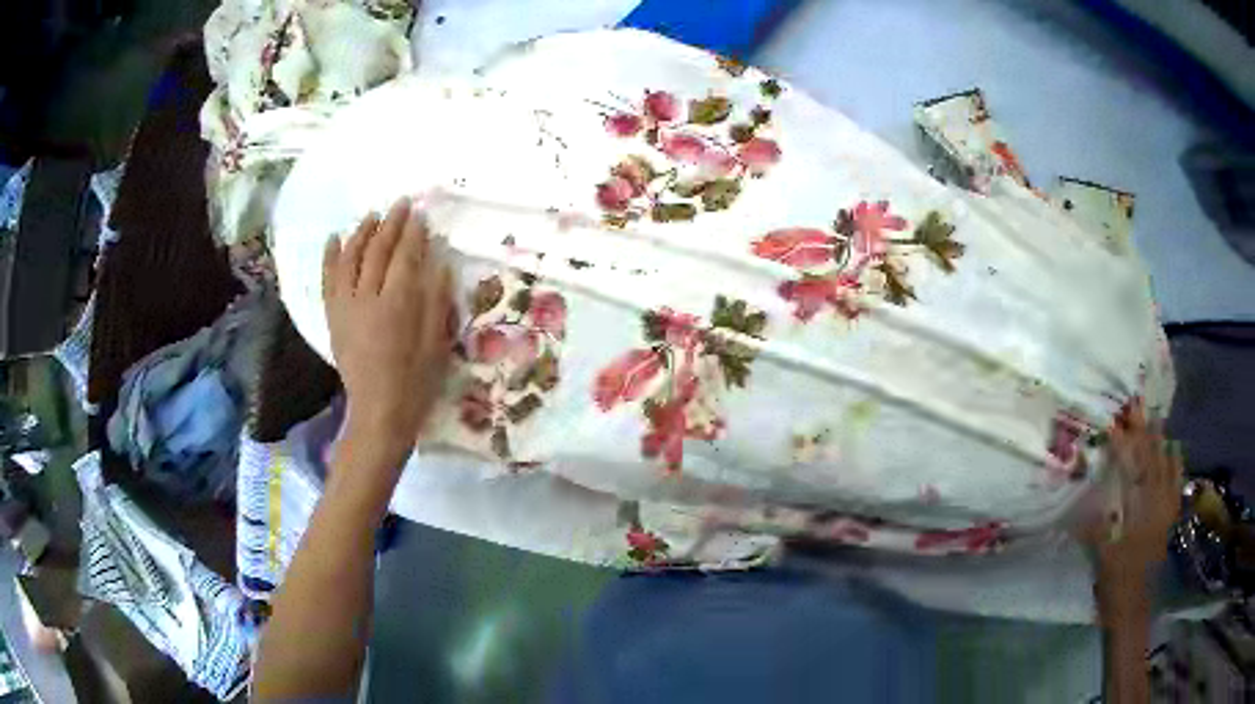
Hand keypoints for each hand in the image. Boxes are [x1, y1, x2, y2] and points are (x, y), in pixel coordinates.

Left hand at [323, 197, 452, 472]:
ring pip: (350, 260)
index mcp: (397, 305)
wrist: (378, 413)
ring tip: (372, 216)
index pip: (405, 257)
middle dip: (390, 225)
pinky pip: (328, 280)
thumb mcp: (436, 344)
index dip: (414, 234)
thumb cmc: (415, 383)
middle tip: (401, 204)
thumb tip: (439, 265)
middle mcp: (367, 299)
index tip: (420, 215)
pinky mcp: (333, 318)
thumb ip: (437, 302)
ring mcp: (346, 307)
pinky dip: (330, 257)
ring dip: (361, 234)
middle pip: (377, 252)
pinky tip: (335, 239)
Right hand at [1085, 399, 1184, 593]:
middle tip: (1136, 404)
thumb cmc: (1113, 586)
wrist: (1133, 609)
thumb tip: (1082, 495)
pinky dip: (1176, 465)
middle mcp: (1153, 507)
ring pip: (1164, 469)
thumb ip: (1094, 526)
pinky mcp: (1169, 519)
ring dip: (1159, 442)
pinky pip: (1176, 485)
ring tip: (1155, 415)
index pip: (1129, 472)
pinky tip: (1175, 449)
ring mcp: (1164, 512)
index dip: (1121, 446)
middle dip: (1142, 433)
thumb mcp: (1100, 559)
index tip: (1111, 423)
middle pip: (1149, 462)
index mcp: (1134, 515)